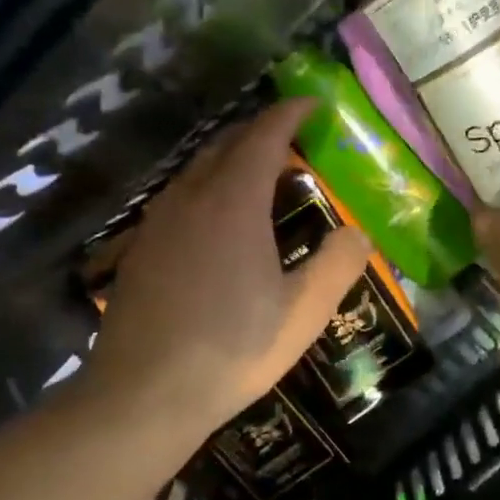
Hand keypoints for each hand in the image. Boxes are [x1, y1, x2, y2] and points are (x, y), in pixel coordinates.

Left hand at [81, 99, 372, 435]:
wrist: (143, 395)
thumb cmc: (233, 349)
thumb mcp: (303, 312)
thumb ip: (338, 265)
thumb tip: (359, 233)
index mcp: (233, 202)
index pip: (263, 136)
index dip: (290, 114)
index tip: (312, 104)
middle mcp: (190, 199)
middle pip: (225, 146)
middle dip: (259, 133)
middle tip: (292, 141)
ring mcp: (157, 224)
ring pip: (196, 172)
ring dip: (229, 161)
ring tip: (258, 177)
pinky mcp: (139, 251)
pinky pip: (178, 200)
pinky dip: (206, 191)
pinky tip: (216, 224)